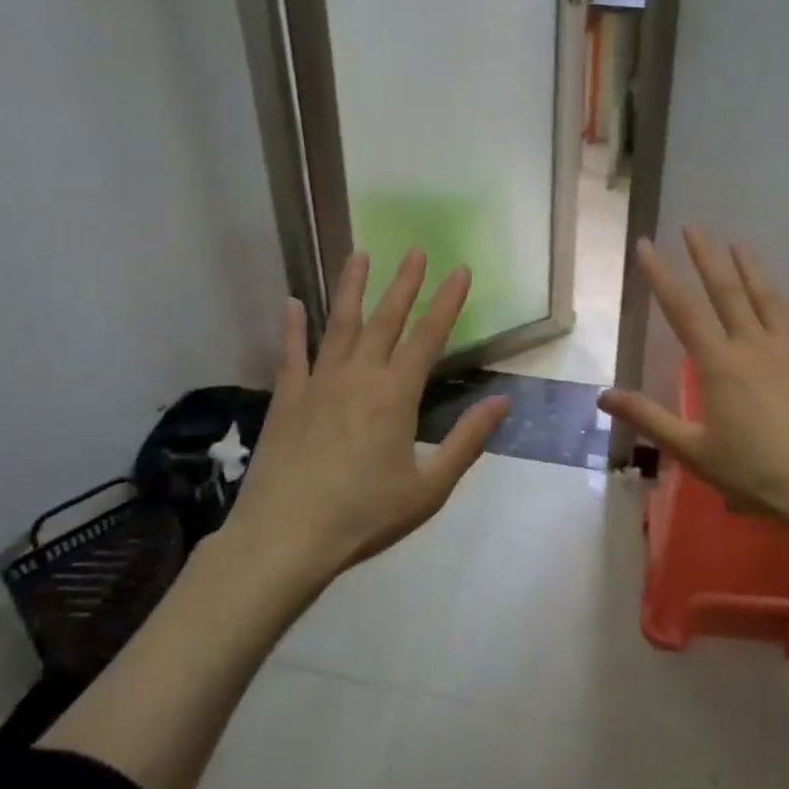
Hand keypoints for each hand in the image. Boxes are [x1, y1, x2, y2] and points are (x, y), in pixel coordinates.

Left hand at [222, 249, 510, 577]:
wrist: (285, 538)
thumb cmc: (364, 516)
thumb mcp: (429, 487)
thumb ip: (467, 441)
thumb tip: (503, 402)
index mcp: (396, 394)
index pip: (429, 336)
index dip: (447, 301)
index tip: (460, 269)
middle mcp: (358, 376)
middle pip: (386, 319)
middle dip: (405, 283)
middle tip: (415, 249)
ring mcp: (318, 383)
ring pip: (339, 324)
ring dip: (351, 287)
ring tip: (359, 254)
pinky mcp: (286, 398)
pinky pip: (290, 353)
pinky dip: (292, 326)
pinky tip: (292, 302)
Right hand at [598, 229, 788, 547]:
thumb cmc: (757, 473)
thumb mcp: (694, 452)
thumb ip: (649, 419)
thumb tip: (603, 396)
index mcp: (719, 365)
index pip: (683, 310)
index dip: (661, 276)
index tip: (645, 244)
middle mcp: (754, 347)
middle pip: (727, 292)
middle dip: (706, 257)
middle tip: (693, 227)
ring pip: (768, 300)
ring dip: (752, 270)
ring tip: (739, 244)